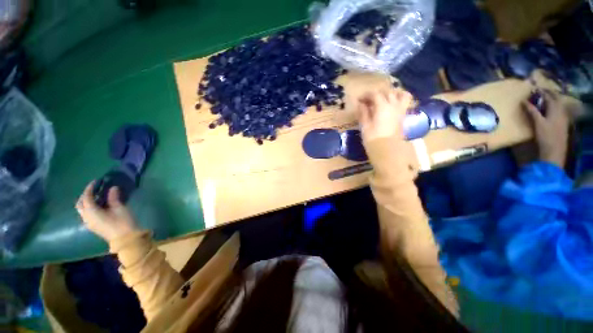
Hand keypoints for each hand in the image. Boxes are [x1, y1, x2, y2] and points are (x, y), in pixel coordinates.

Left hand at [76, 182, 138, 242]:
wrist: (125, 239)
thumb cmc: (122, 222)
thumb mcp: (120, 208)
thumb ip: (114, 198)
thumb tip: (112, 188)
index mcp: (91, 212)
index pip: (86, 197)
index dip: (90, 188)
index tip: (96, 181)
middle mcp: (86, 217)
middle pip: (80, 204)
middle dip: (85, 195)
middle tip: (94, 189)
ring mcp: (89, 223)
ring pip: (82, 210)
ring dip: (86, 202)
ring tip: (97, 196)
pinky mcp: (93, 226)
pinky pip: (86, 214)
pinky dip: (89, 207)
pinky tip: (99, 205)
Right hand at [356, 88, 412, 143]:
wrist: (387, 151)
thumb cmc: (373, 139)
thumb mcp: (365, 126)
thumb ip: (363, 113)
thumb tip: (361, 104)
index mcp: (383, 107)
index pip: (375, 94)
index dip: (366, 95)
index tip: (359, 100)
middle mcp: (394, 105)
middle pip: (387, 93)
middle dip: (377, 94)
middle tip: (368, 101)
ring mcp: (400, 110)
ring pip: (400, 94)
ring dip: (392, 93)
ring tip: (384, 98)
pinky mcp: (403, 116)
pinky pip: (405, 102)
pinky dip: (399, 99)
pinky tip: (391, 104)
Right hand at [523, 90, 569, 167]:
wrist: (555, 150)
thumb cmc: (546, 136)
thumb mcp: (538, 123)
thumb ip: (532, 111)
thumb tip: (524, 101)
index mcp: (556, 109)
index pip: (549, 96)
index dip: (542, 91)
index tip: (534, 89)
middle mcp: (561, 110)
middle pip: (555, 99)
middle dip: (548, 94)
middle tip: (538, 93)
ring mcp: (562, 117)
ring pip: (557, 104)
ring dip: (550, 101)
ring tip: (542, 100)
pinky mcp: (561, 123)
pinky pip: (558, 110)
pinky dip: (552, 107)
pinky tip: (547, 110)